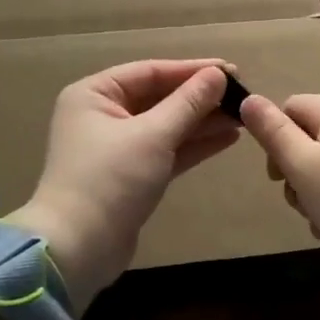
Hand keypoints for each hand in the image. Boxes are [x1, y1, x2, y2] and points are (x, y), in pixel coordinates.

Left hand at [8, 60, 237, 313]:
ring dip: (201, 121)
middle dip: (199, 97)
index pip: (150, 71)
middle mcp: (102, 114)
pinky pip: (166, 150)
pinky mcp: (131, 176)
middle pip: (159, 97)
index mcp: (95, 94)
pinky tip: (227, 138)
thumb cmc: (110, 179)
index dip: (192, 70)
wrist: (78, 249)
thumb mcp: (152, 136)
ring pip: (166, 125)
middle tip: (241, 93)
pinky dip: (193, 144)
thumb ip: (187, 103)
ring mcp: (117, 147)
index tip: (231, 69)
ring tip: (242, 115)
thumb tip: (218, 74)